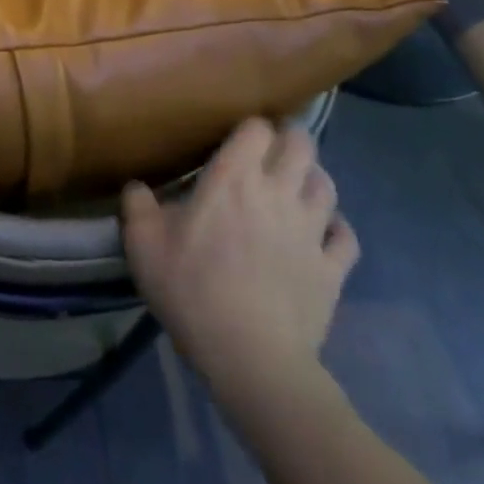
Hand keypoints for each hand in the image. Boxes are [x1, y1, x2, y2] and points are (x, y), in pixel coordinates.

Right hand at [121, 117, 358, 395]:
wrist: (251, 356)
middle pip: (302, 146)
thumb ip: (137, 204)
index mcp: (232, 179)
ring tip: (295, 183)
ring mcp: (311, 231)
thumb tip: (137, 186)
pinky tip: (322, 230)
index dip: (249, 127)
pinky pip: (346, 235)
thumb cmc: (191, 289)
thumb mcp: (142, 243)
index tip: (235, 137)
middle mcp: (278, 193)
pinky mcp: (333, 269)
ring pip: (326, 185)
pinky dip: (336, 226)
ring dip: (312, 177)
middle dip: (290, 139)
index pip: (256, 130)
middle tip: (271, 148)